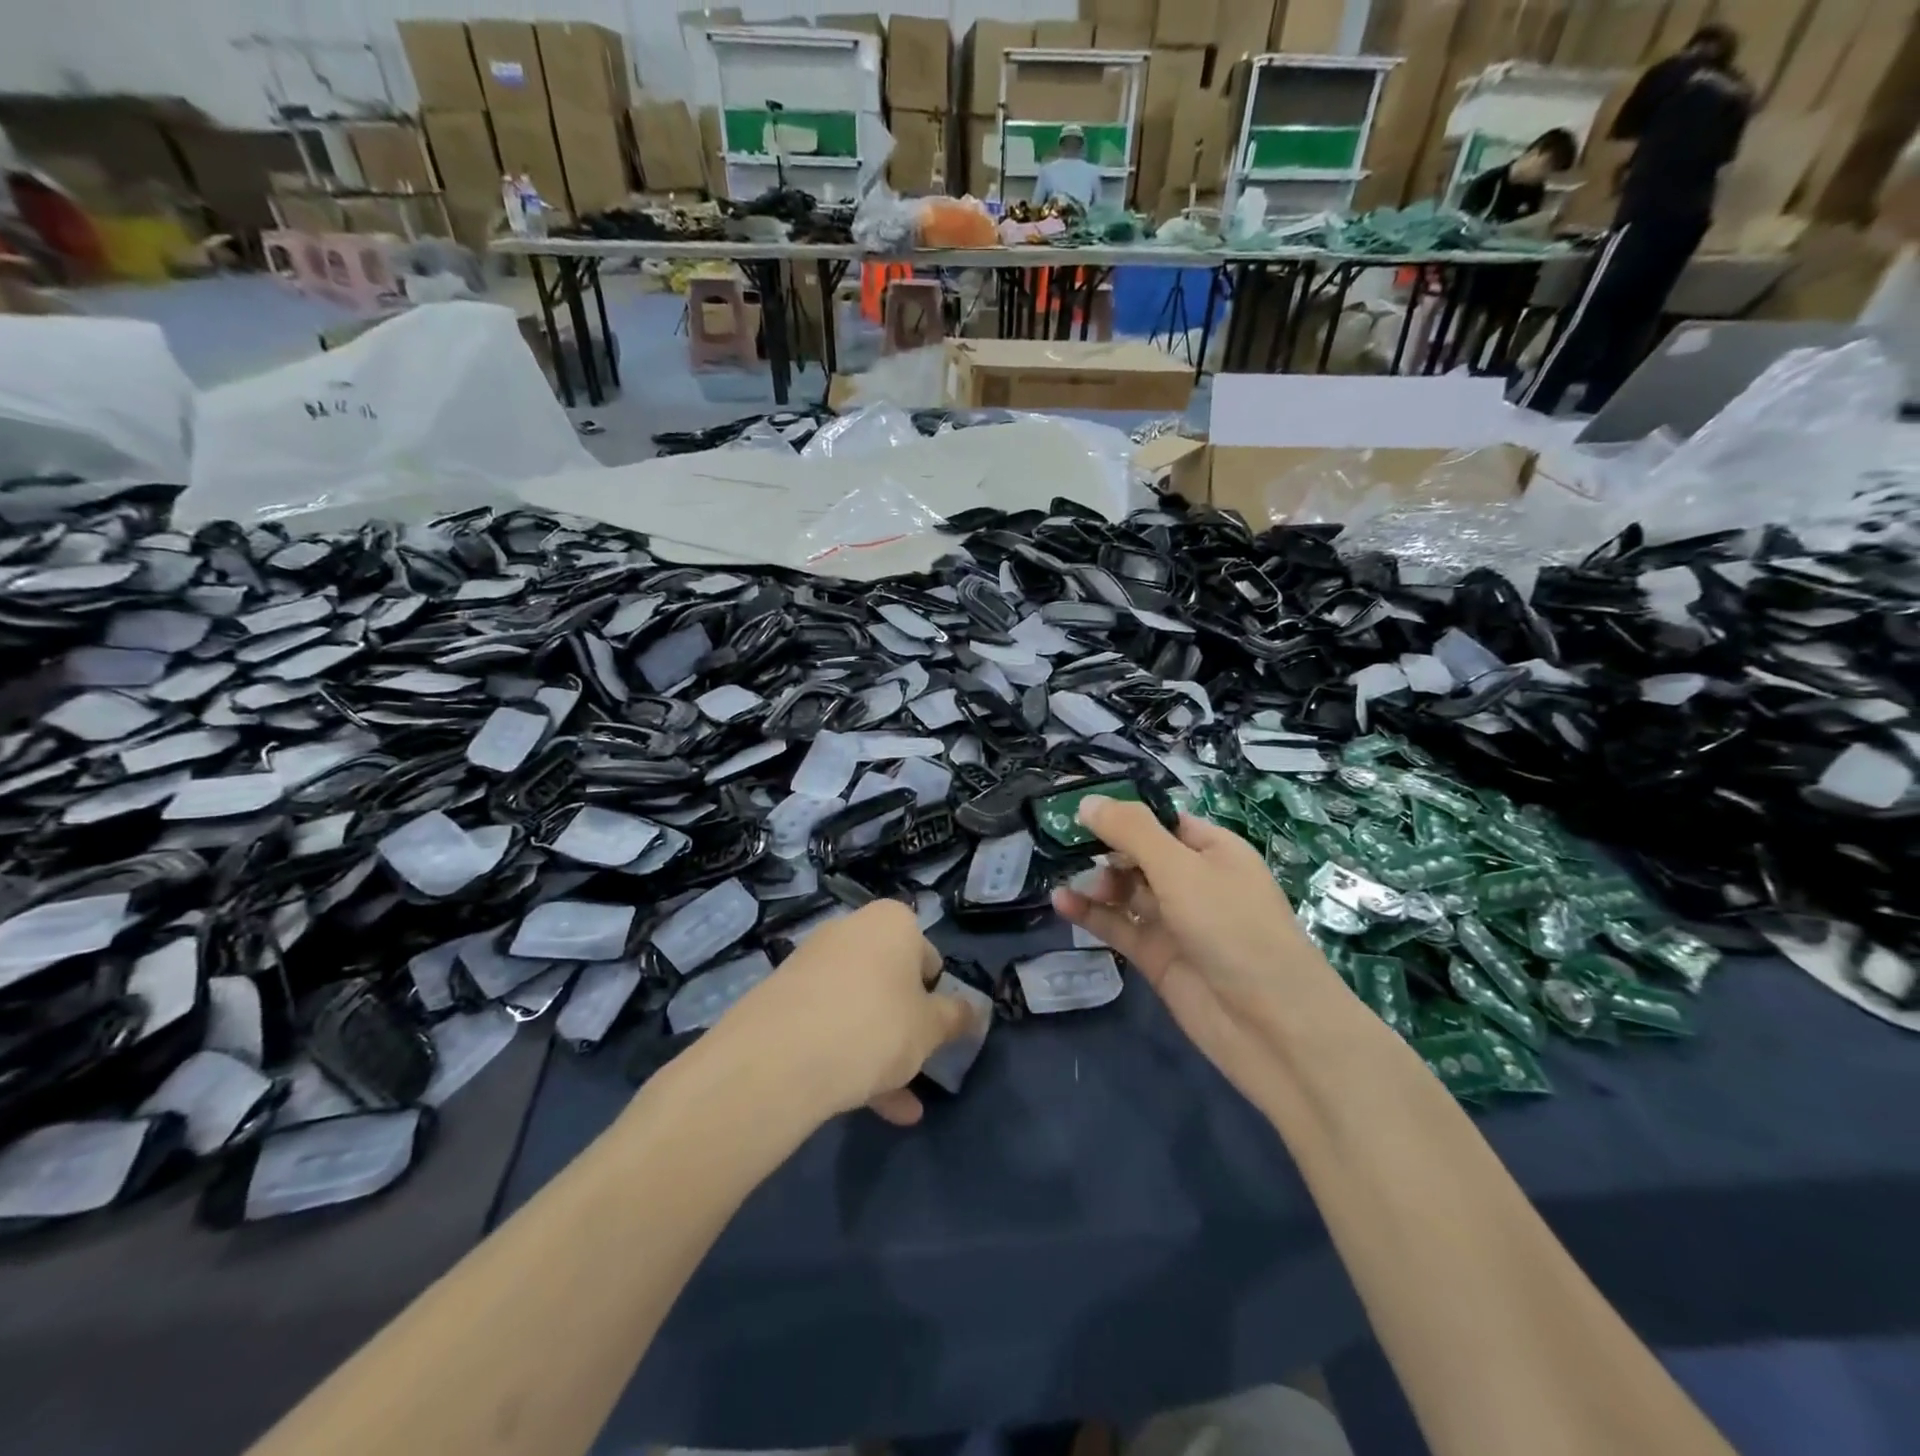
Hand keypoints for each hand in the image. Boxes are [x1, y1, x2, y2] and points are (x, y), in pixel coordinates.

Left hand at [712, 900, 977, 1126]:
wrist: (780, 1057)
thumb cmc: (876, 1026)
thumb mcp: (930, 1028)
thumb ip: (955, 1018)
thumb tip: (975, 1011)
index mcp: (892, 922)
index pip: (927, 956)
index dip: (935, 996)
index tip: (935, 1031)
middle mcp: (850, 930)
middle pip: (889, 980)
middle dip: (904, 1026)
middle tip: (915, 1065)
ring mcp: (812, 961)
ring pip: (858, 1006)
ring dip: (878, 1050)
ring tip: (896, 1105)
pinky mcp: (782, 995)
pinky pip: (826, 1022)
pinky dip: (845, 1054)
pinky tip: (861, 1104)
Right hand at [1051, 798, 1350, 1095]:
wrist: (1271, 1024)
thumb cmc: (1232, 927)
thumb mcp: (1181, 868)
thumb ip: (1132, 832)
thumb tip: (1087, 800)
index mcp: (1212, 849)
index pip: (1159, 819)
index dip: (1120, 811)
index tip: (1075, 804)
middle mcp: (1193, 881)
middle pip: (1138, 853)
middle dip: (1102, 846)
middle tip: (1059, 841)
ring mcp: (1175, 920)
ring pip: (1125, 891)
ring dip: (1096, 881)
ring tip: (1065, 876)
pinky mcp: (1157, 957)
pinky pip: (1119, 926)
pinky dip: (1092, 914)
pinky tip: (1062, 903)